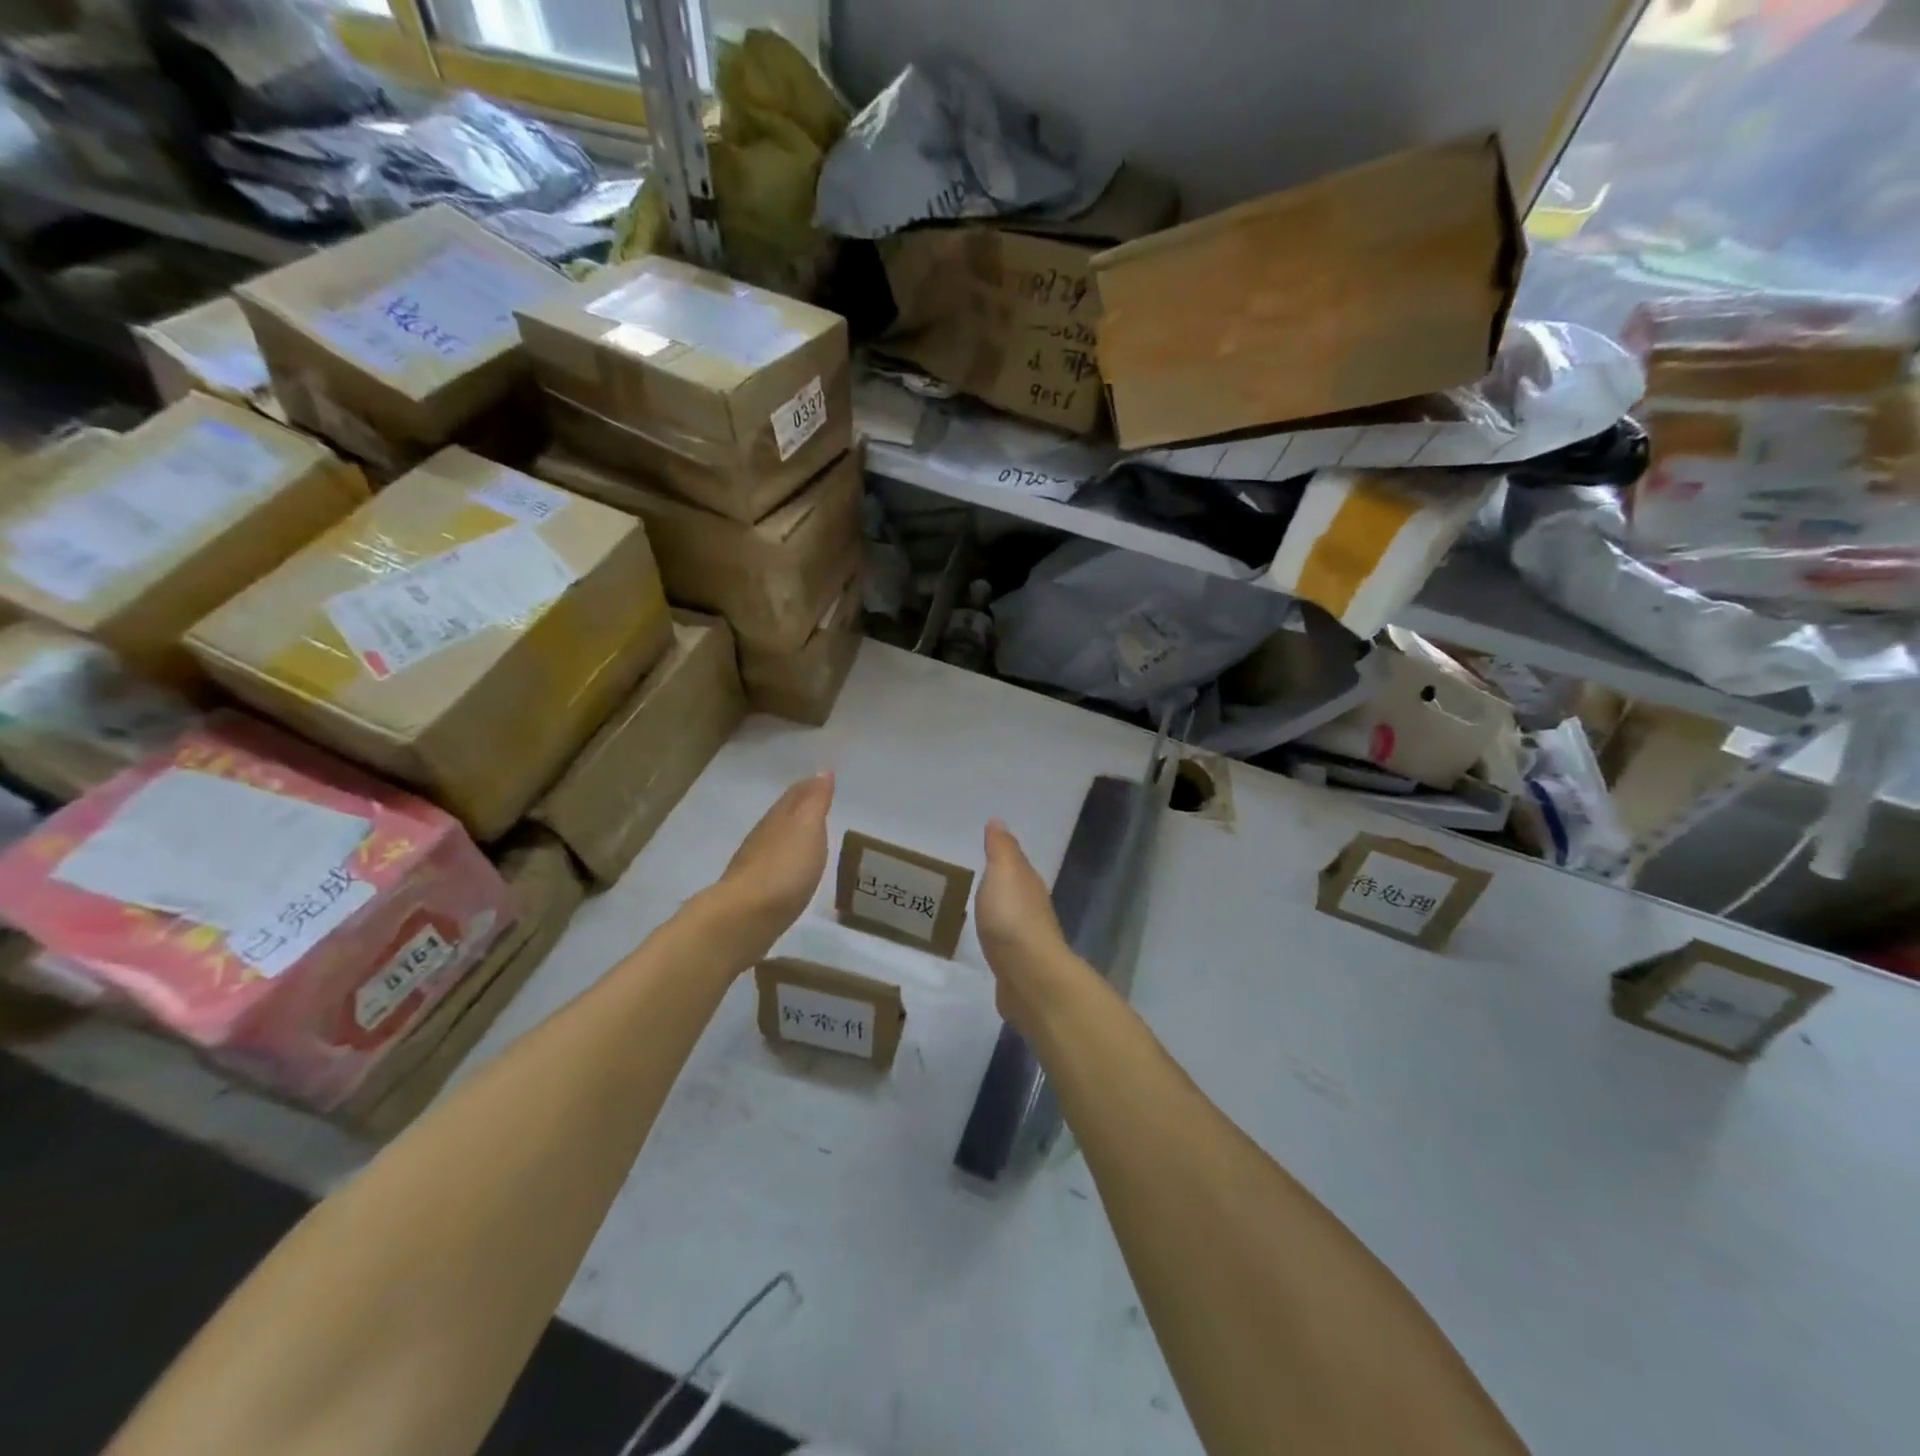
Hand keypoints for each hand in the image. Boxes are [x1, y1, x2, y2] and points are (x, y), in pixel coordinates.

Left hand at [713, 773, 833, 945]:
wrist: (745, 917)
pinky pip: (772, 866)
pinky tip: (789, 868)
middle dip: (798, 807)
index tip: (822, 779)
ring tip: (806, 835)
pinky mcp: (753, 893)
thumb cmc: (784, 868)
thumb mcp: (807, 828)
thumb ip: (815, 801)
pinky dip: (783, 861)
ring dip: (789, 835)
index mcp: (778, 818)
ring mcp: (754, 865)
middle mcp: (763, 837)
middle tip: (816, 803)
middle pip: (782, 816)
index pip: (794, 795)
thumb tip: (822, 771)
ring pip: (774, 841)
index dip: (809, 786)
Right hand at [977, 819, 1088, 1033]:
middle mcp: (1033, 907)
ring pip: (1011, 916)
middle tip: (976, 876)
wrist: (1028, 975)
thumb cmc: (1012, 917)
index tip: (984, 848)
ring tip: (977, 907)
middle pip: (1016, 890)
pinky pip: (1004, 942)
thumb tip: (998, 821)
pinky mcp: (1017, 965)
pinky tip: (986, 938)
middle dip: (1001, 883)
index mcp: (1029, 883)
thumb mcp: (1004, 872)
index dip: (1002, 855)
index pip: (1016, 863)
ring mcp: (1027, 939)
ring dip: (998, 911)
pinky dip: (996, 936)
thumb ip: (1000, 848)